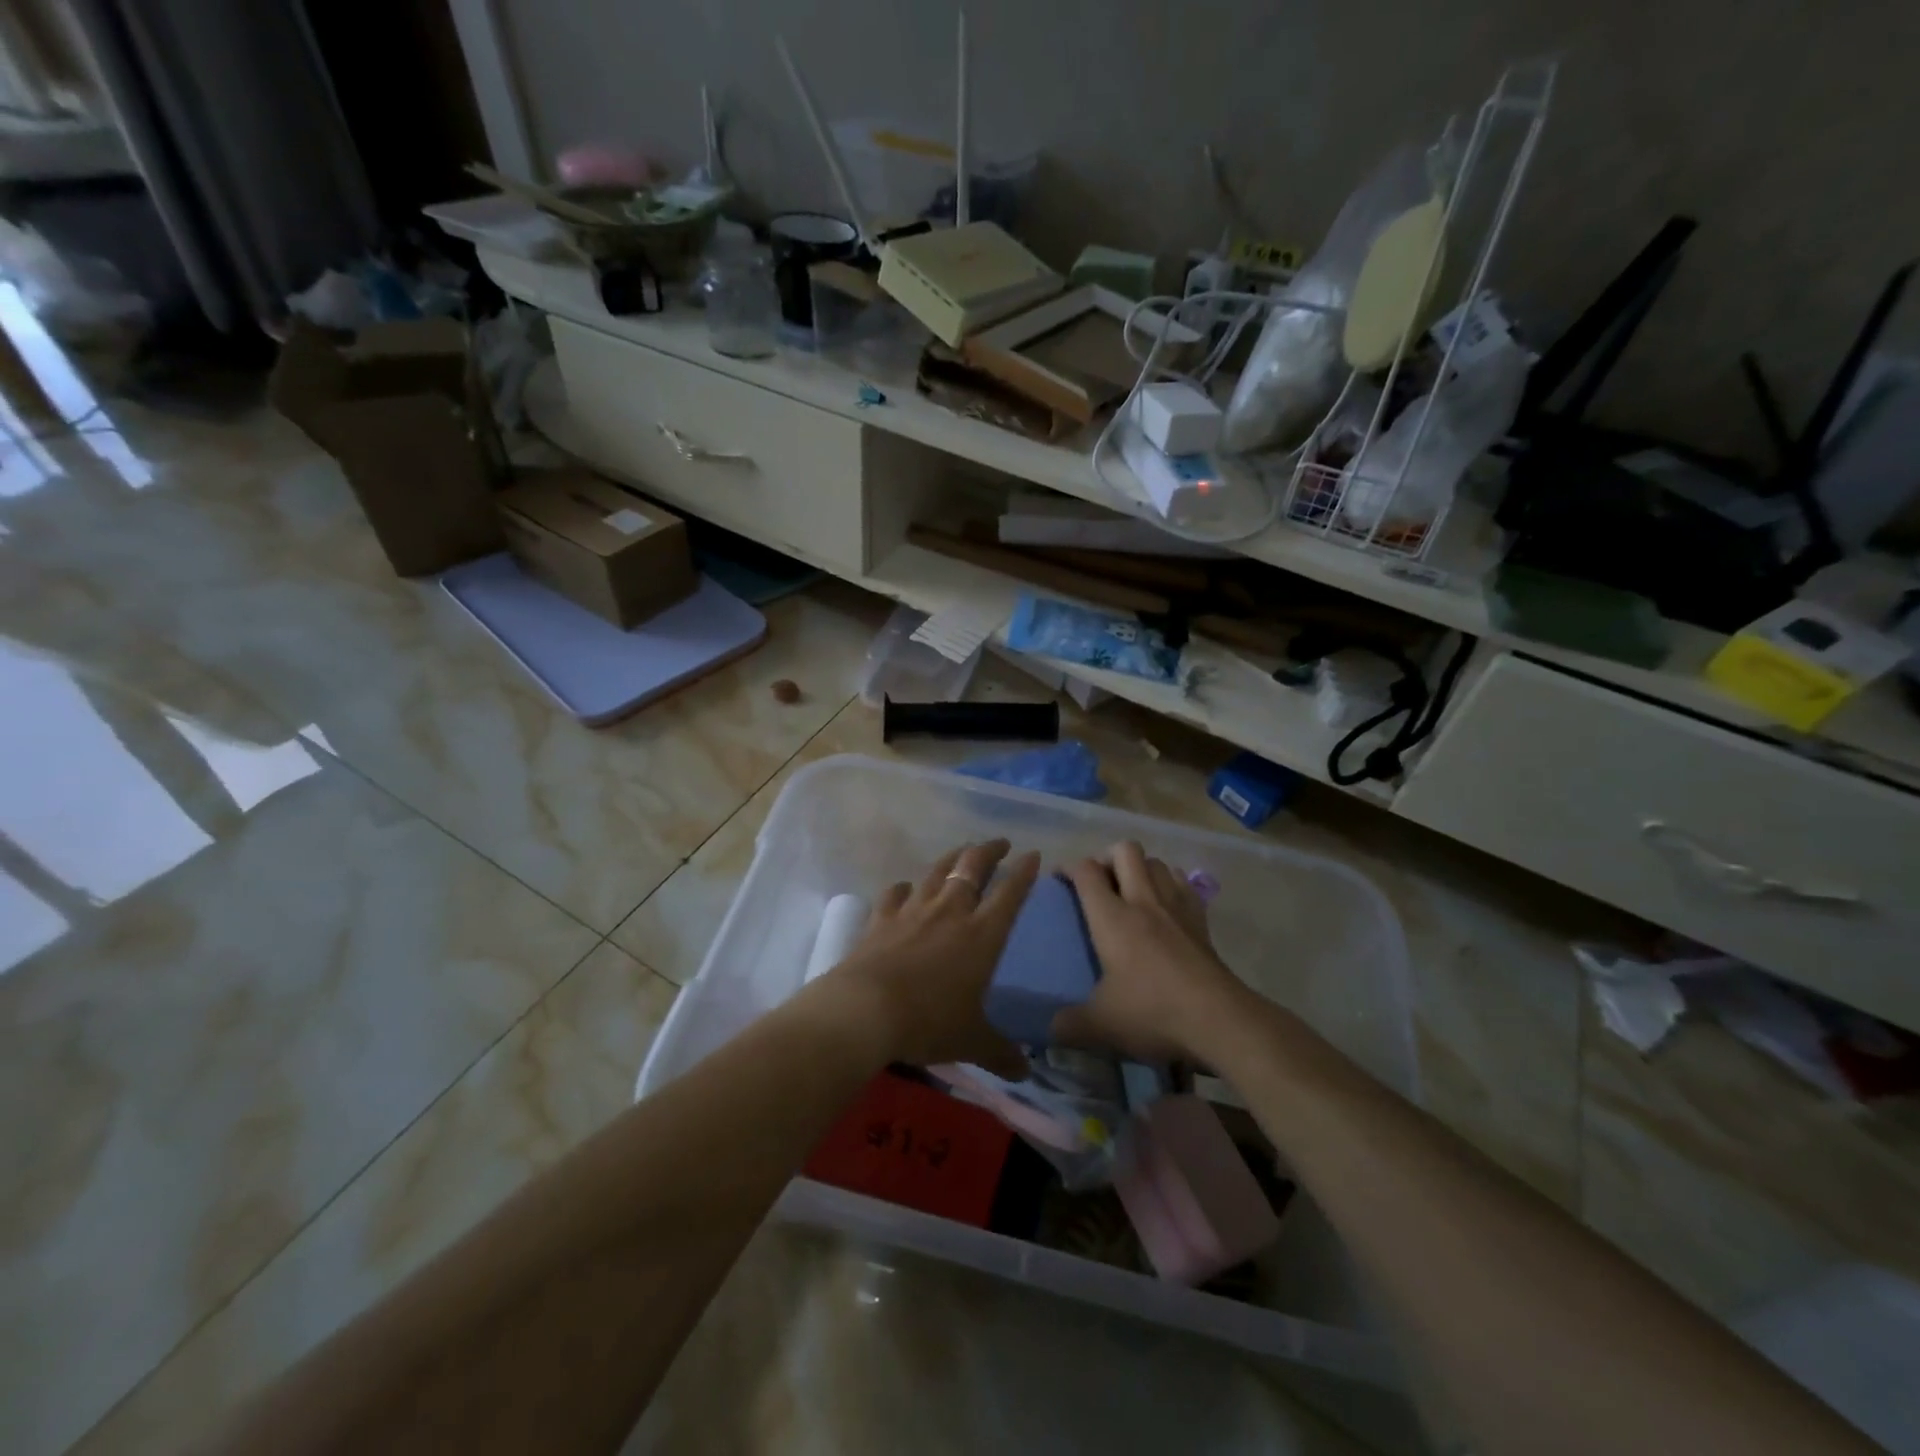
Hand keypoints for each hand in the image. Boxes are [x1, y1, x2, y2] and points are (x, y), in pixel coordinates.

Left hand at [818, 838, 1038, 1078]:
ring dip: (952, 858)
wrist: (865, 1010)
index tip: (1033, 855)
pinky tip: (904, 888)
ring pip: (937, 872)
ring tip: (962, 851)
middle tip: (1000, 843)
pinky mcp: (882, 919)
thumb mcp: (971, 1041)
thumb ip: (999, 1052)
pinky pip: (895, 894)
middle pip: (973, 868)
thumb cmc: (928, 1022)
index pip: (1010, 894)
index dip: (1024, 873)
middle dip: (989, 851)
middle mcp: (950, 913)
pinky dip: (903, 888)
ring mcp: (913, 911)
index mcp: (981, 935)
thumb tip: (1025, 1072)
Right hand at [1053, 841, 1246, 1061]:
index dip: (1068, 867)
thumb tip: (1051, 1028)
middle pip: (1125, 850)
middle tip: (1098, 884)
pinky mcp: (1201, 920)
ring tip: (1130, 892)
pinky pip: (1183, 883)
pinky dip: (1169, 883)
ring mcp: (1176, 907)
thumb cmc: (1153, 1013)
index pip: (1086, 871)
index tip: (1059, 879)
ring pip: (1156, 861)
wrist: (1219, 1021)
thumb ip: (1069, 1024)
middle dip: (1106, 857)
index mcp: (1112, 917)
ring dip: (1140, 868)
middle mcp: (1143, 901)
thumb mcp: (1101, 1025)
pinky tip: (1164, 906)